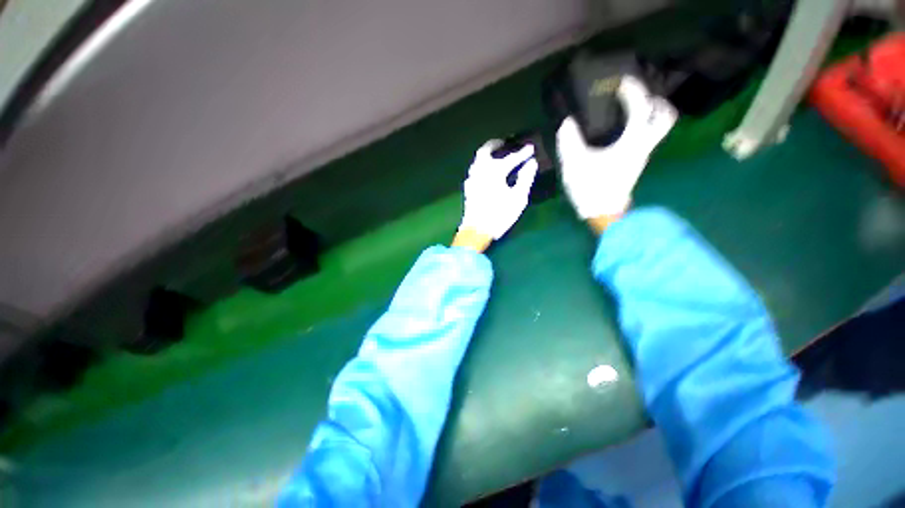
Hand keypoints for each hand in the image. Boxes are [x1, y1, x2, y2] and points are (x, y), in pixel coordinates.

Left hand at [455, 140, 538, 250]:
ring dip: (486, 155)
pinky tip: (486, 172)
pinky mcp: (468, 189)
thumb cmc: (499, 215)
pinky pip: (474, 171)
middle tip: (504, 142)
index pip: (510, 159)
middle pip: (484, 152)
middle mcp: (480, 172)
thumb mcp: (518, 198)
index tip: (531, 148)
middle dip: (495, 145)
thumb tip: (532, 163)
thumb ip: (525, 179)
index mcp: (494, 172)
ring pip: (477, 161)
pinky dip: (481, 166)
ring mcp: (472, 180)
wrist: (477, 230)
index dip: (522, 153)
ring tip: (495, 156)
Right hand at [556, 75, 676, 225]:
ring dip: (652, 112)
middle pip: (665, 116)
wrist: (602, 212)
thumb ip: (569, 141)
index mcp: (631, 142)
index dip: (633, 90)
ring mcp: (643, 154)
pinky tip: (624, 127)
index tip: (620, 82)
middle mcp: (644, 145)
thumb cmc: (590, 188)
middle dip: (655, 100)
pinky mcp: (637, 162)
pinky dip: (643, 125)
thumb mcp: (575, 164)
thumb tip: (567, 123)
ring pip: (660, 127)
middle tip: (637, 95)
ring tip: (633, 108)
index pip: (642, 107)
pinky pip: (649, 136)